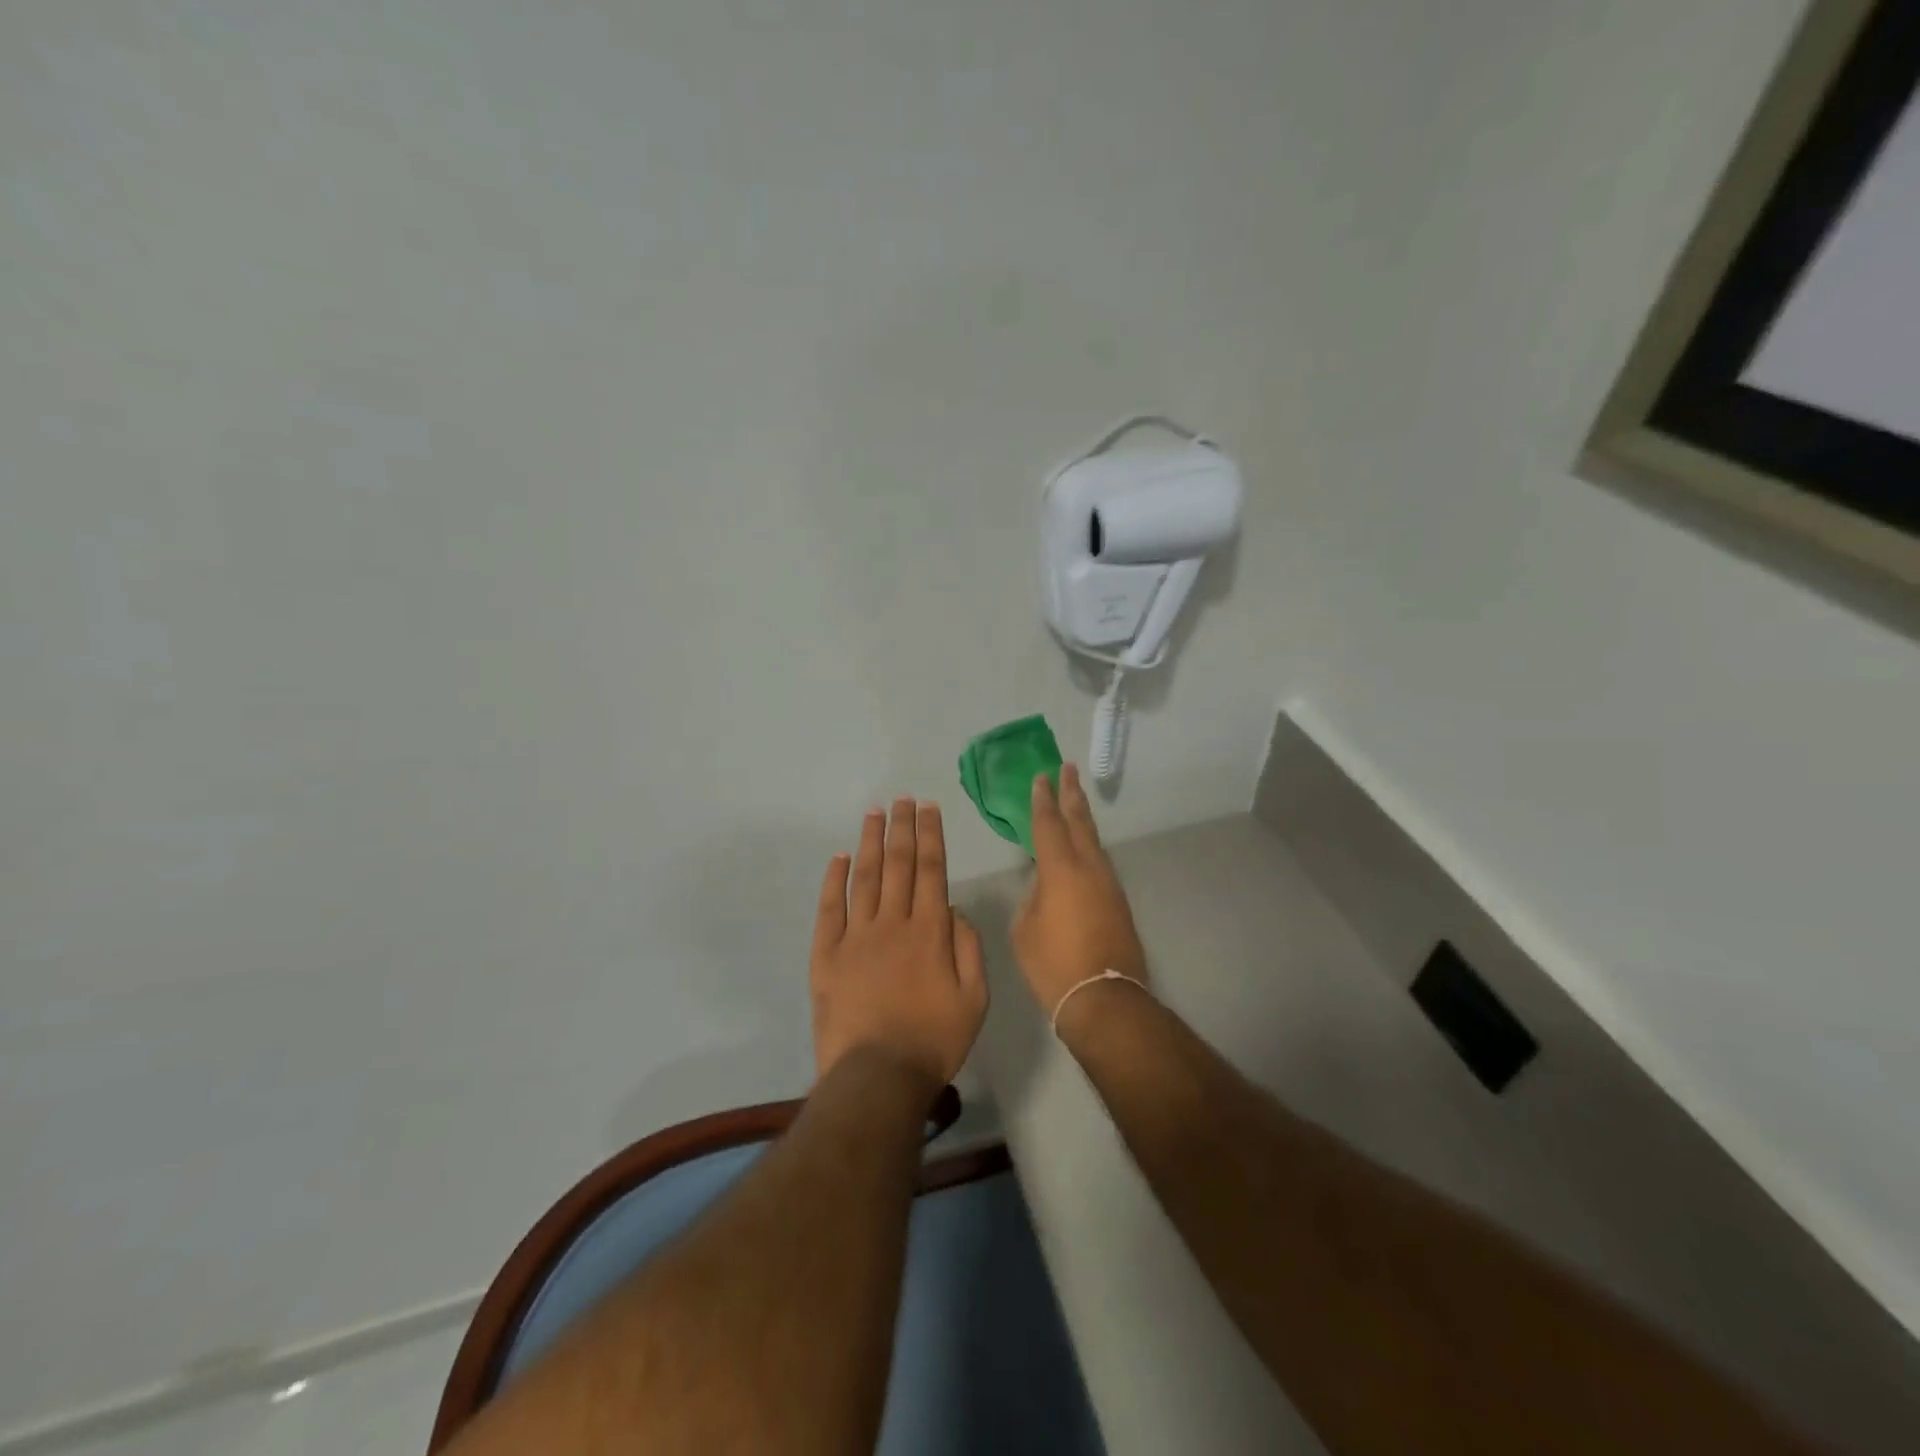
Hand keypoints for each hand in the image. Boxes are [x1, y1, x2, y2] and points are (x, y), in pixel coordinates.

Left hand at [811, 799, 987, 1093]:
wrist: (877, 1076)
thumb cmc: (934, 1039)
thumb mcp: (974, 998)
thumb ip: (968, 947)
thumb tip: (954, 908)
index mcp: (930, 931)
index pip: (932, 870)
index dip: (930, 835)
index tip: (928, 808)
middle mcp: (892, 922)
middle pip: (898, 864)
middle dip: (901, 827)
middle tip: (902, 799)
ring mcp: (856, 936)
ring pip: (864, 877)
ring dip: (870, 842)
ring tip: (874, 813)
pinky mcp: (826, 955)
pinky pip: (829, 908)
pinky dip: (833, 880)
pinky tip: (838, 857)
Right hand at [1014, 764, 1149, 1023]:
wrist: (1104, 999)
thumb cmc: (1053, 965)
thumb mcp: (1026, 930)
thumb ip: (1033, 899)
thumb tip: (1045, 889)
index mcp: (1061, 870)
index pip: (1048, 825)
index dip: (1043, 800)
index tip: (1042, 777)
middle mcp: (1089, 869)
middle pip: (1080, 822)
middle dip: (1072, 795)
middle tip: (1068, 769)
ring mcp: (1108, 885)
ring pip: (1094, 842)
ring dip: (1083, 819)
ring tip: (1075, 802)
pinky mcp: (1118, 902)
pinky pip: (1099, 863)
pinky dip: (1088, 847)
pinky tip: (1081, 850)